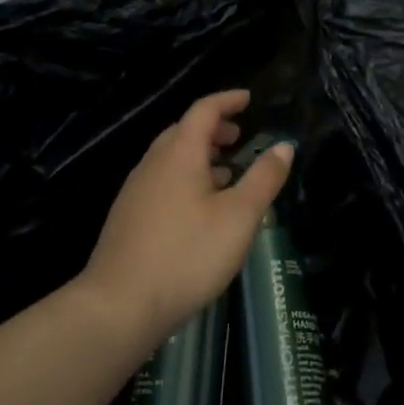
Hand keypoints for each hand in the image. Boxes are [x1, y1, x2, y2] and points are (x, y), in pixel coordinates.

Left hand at [79, 89, 293, 347]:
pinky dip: (185, 178)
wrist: (120, 305)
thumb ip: (264, 178)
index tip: (248, 99)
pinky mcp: (128, 217)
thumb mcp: (239, 217)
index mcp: (179, 154)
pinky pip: (161, 181)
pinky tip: (199, 210)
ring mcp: (136, 190)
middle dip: (213, 129)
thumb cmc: (187, 254)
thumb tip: (283, 146)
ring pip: (171, 158)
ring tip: (226, 174)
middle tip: (239, 138)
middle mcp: (153, 163)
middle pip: (183, 131)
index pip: (204, 110)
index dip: (227, 100)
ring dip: (199, 156)